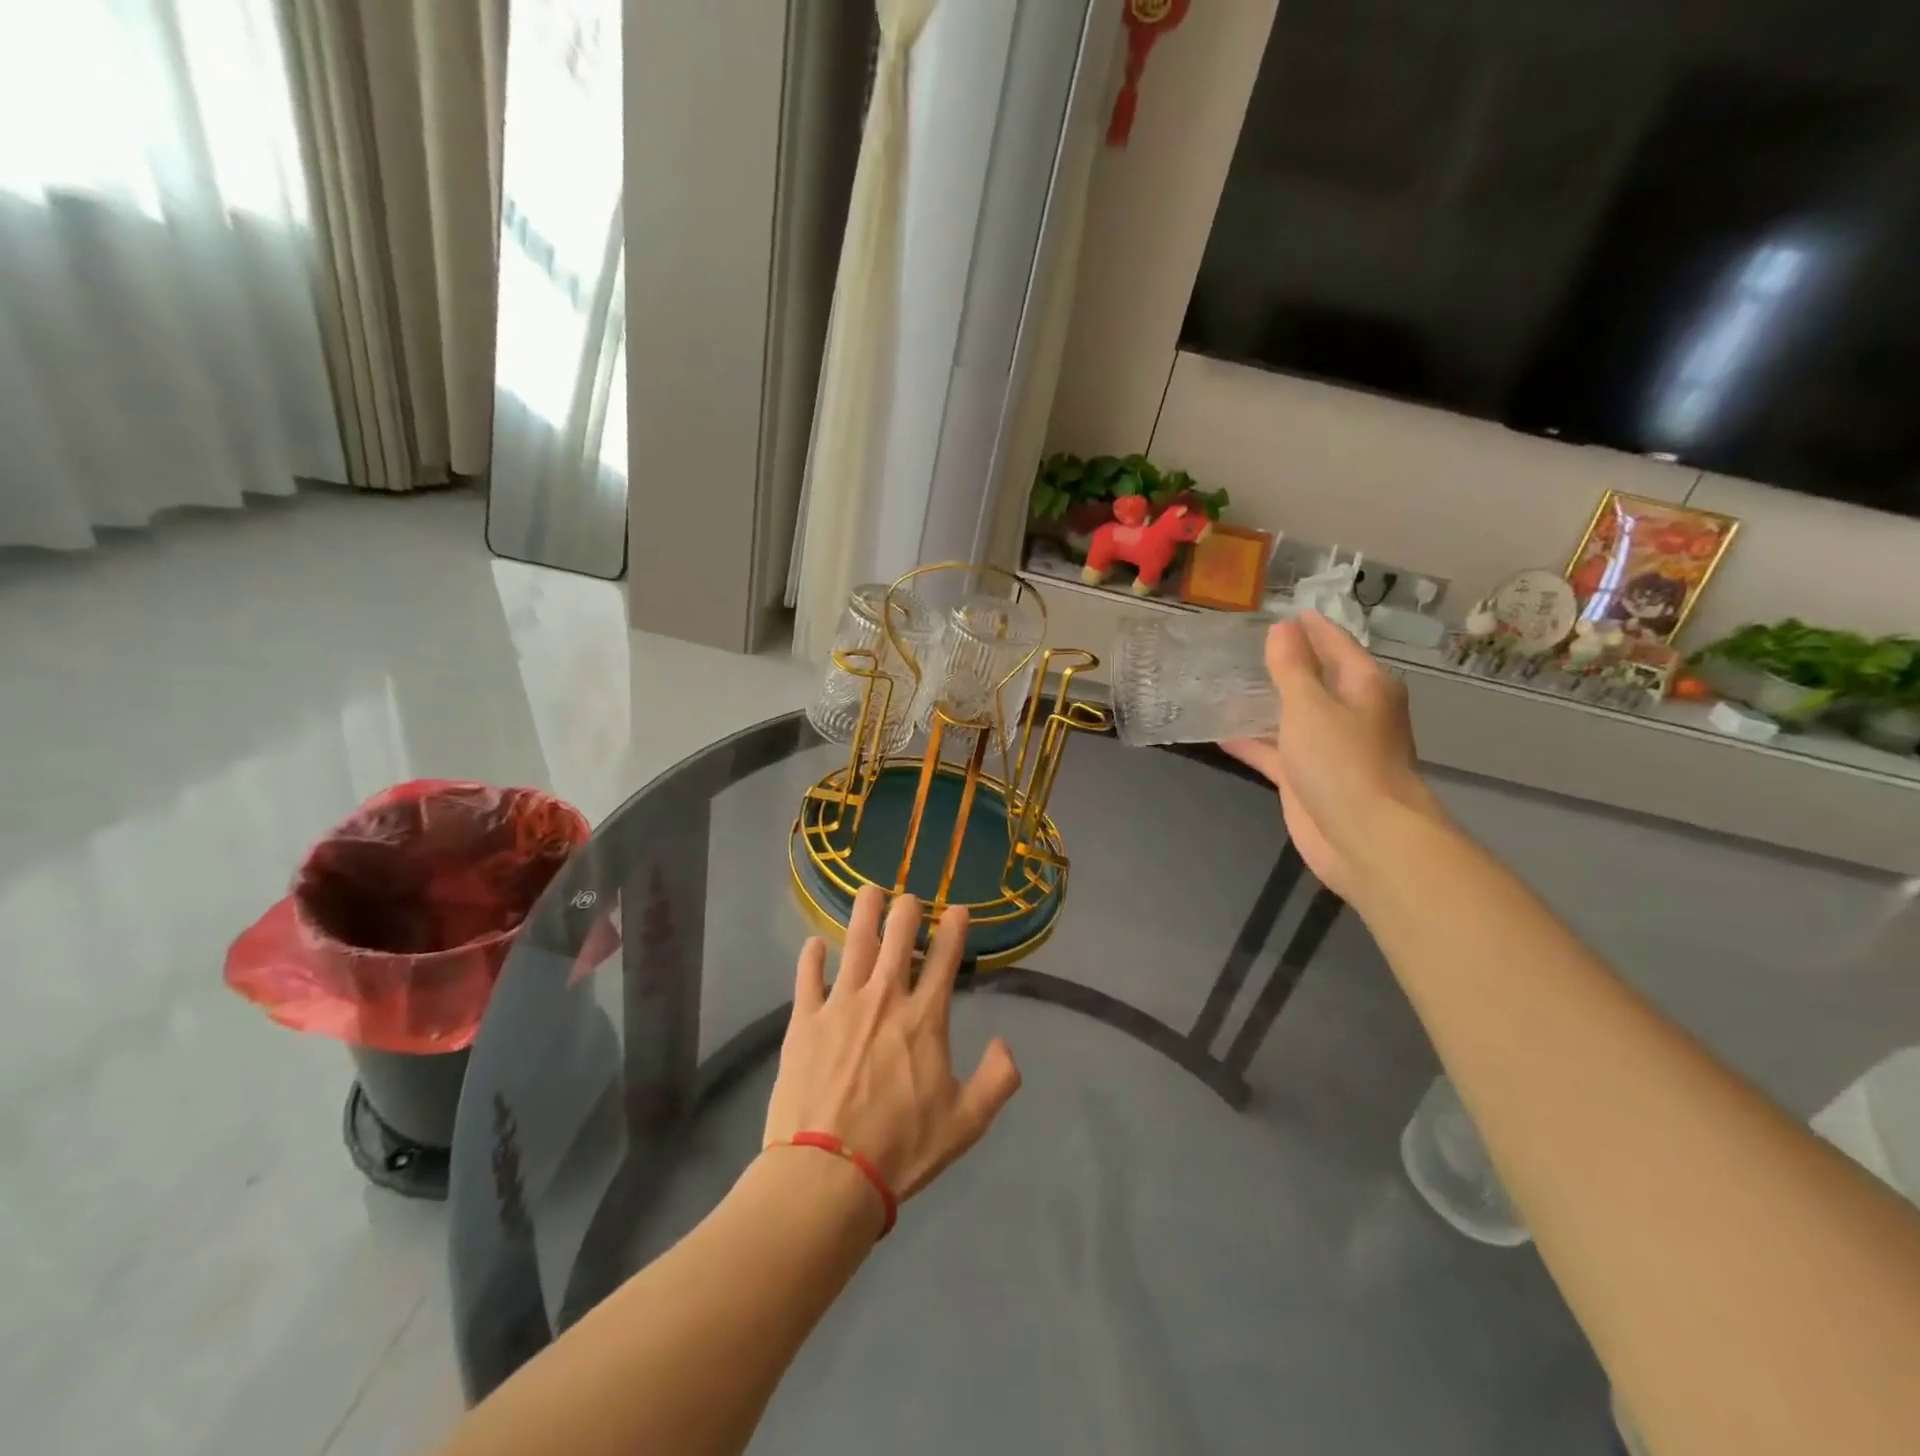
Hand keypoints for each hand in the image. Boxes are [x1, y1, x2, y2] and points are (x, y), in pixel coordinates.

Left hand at [764, 886, 1020, 1206]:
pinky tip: (815, 944)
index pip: (945, 959)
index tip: (958, 909)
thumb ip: (997, 1080)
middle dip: (907, 911)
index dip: (954, 929)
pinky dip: (812, 957)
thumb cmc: (901, 1147)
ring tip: (869, 891)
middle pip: (897, 938)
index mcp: (924, 1018)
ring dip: (864, 914)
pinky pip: (808, 976)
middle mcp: (885, 998)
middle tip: (910, 898)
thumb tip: (1006, 1045)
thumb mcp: (966, 1123)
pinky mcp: (805, 1020)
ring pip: (855, 944)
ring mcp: (841, 1004)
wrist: (828, 1173)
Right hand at [1223, 611, 1443, 902]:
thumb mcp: (1311, 705)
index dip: (1309, 627)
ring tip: (1224, 683)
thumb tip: (1282, 628)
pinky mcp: (1307, 779)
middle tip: (1240, 646)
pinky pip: (1275, 751)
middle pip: (1314, 679)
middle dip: (1283, 664)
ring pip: (1292, 716)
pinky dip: (1252, 741)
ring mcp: (1328, 748)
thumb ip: (1292, 667)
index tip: (1279, 611)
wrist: (1364, 837)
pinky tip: (1220, 731)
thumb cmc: (1343, 761)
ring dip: (1264, 703)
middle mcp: (1350, 713)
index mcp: (1364, 686)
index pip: (1335, 644)